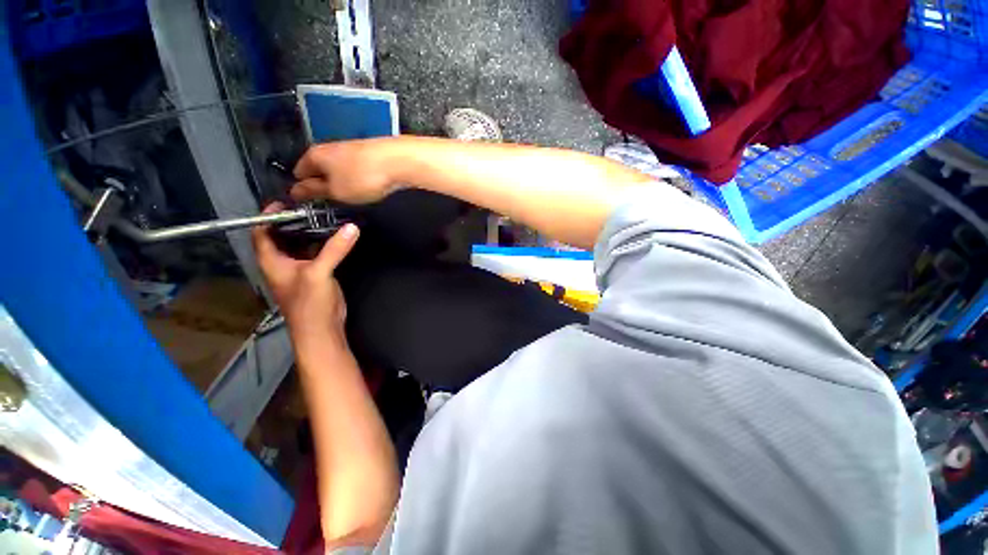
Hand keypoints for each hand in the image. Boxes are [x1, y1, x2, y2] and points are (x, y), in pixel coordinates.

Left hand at [251, 202, 359, 344]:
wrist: (322, 329)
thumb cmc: (309, 304)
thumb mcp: (319, 273)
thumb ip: (334, 249)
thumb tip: (352, 227)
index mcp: (272, 261)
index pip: (262, 232)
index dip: (268, 216)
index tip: (285, 202)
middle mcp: (282, 263)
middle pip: (282, 236)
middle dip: (293, 221)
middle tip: (311, 207)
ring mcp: (299, 269)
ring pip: (301, 245)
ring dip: (310, 232)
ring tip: (324, 217)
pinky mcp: (316, 275)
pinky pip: (316, 253)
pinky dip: (323, 243)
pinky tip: (335, 236)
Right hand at [292, 139, 402, 204]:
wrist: (399, 162)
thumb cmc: (364, 177)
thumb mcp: (335, 191)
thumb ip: (314, 192)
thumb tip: (297, 191)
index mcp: (314, 155)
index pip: (298, 172)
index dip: (300, 189)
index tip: (305, 203)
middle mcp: (330, 148)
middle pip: (319, 170)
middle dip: (323, 187)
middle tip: (330, 204)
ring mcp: (351, 150)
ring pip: (339, 170)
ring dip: (341, 184)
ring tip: (349, 199)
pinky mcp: (369, 155)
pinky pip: (356, 171)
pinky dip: (357, 181)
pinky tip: (365, 190)